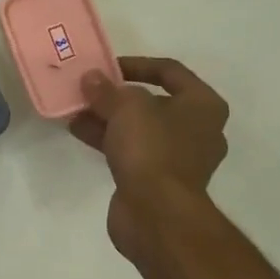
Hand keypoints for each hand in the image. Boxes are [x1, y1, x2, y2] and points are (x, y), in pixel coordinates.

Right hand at [70, 56, 229, 262]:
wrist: (157, 214)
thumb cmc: (152, 148)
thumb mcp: (126, 107)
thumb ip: (107, 90)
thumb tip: (91, 79)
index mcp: (203, 105)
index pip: (170, 71)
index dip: (137, 64)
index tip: (107, 67)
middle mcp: (197, 129)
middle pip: (153, 101)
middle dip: (117, 95)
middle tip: (88, 88)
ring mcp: (178, 158)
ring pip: (139, 127)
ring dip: (107, 117)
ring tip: (75, 108)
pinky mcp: (158, 180)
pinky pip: (131, 150)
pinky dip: (107, 139)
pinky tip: (78, 130)